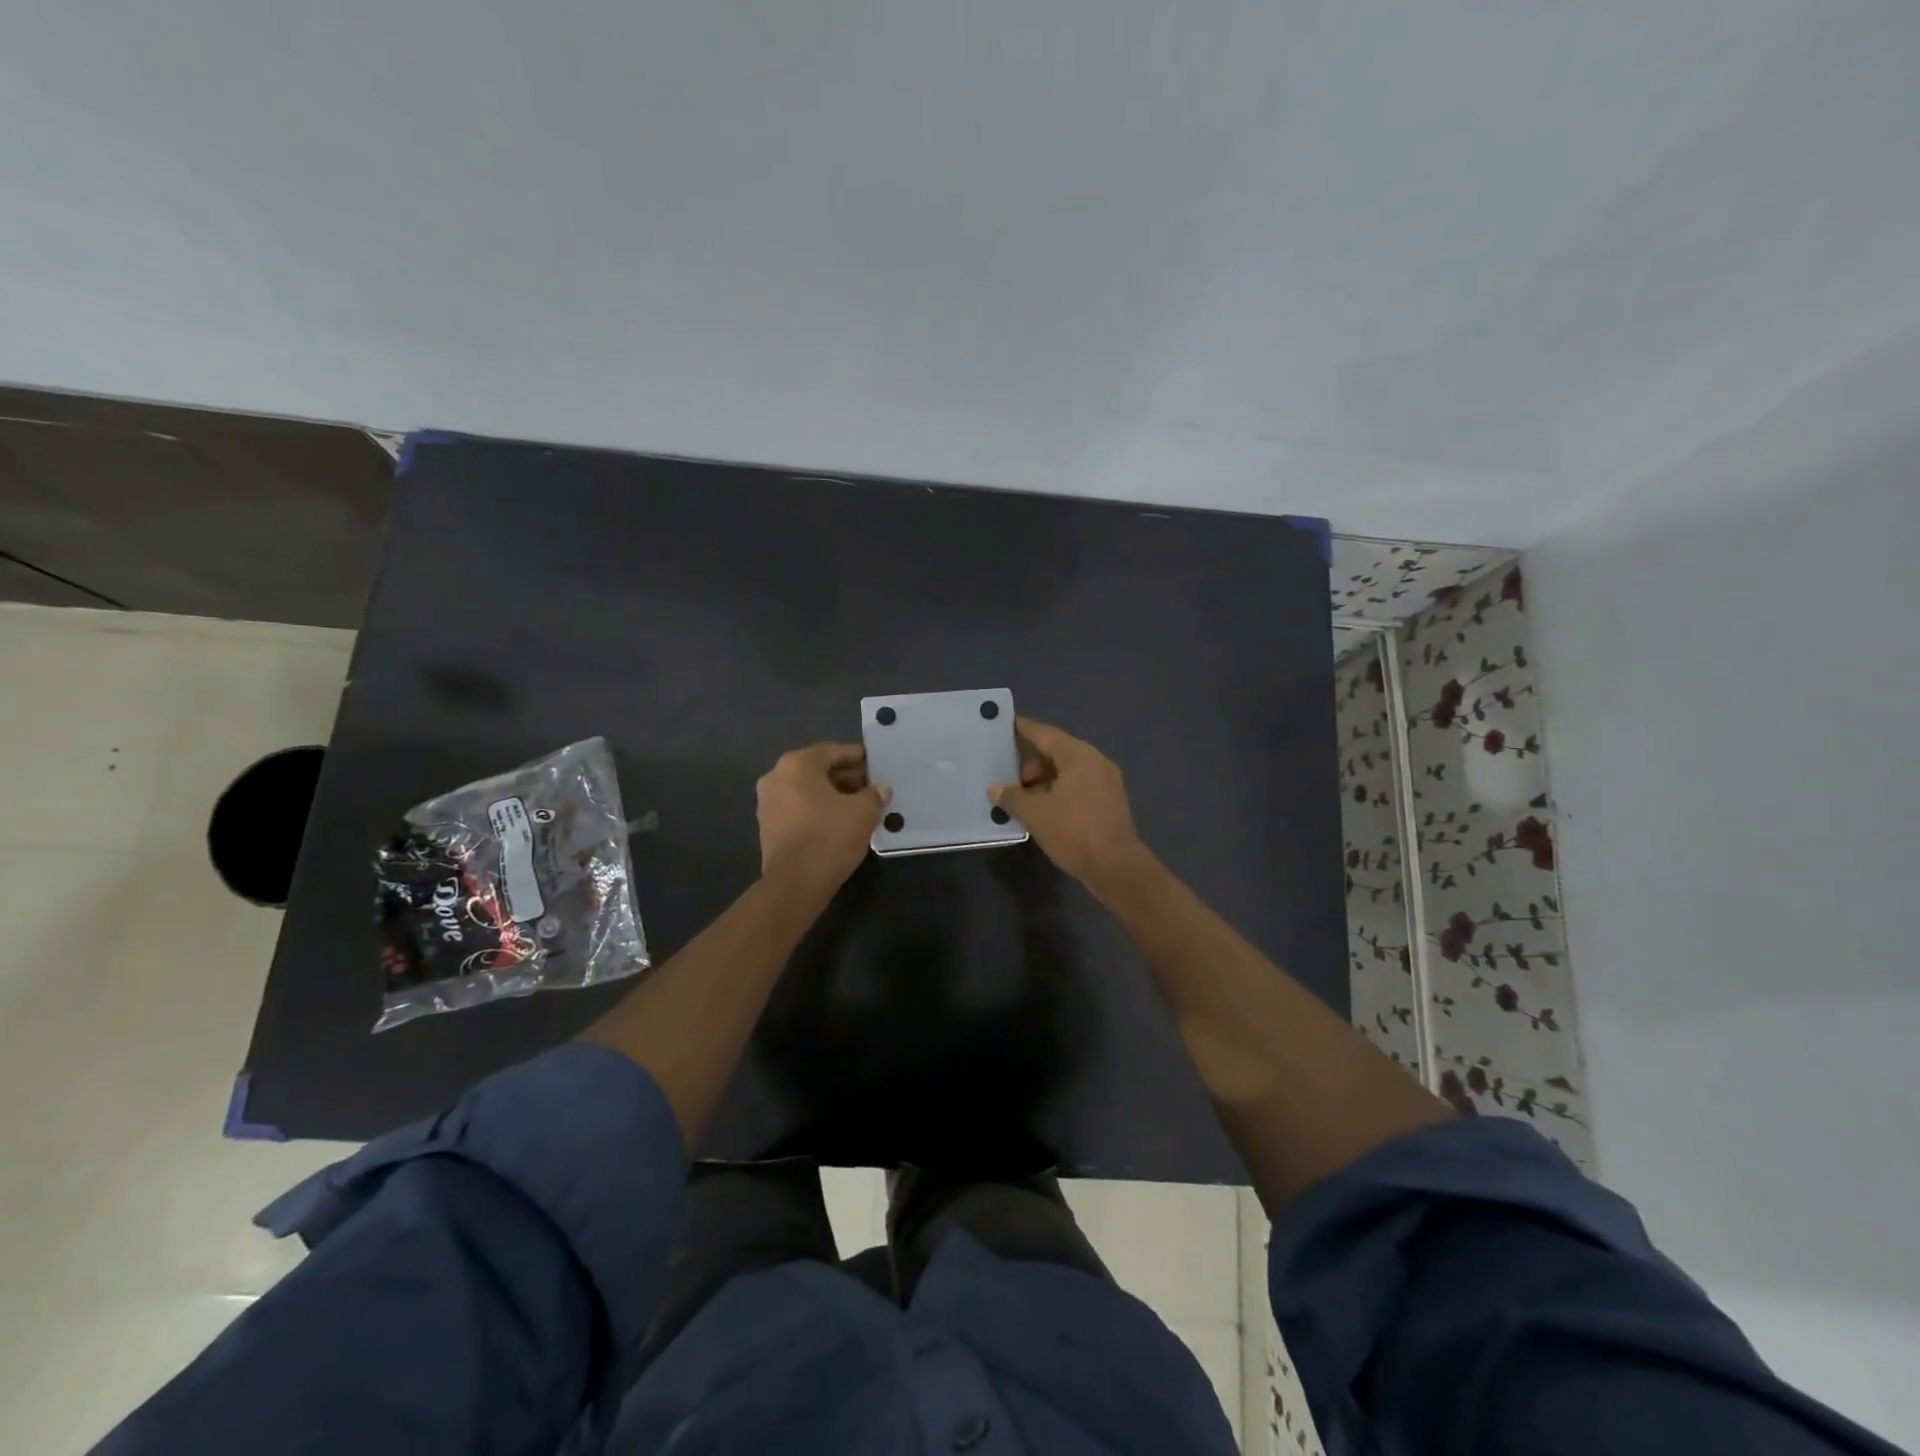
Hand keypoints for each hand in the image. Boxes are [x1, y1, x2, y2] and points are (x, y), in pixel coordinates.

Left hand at [756, 742, 889, 894]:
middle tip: (869, 786)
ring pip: (805, 789)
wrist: (795, 883)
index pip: (832, 751)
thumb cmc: (830, 836)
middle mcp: (776, 776)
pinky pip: (797, 807)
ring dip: (830, 793)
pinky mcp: (767, 826)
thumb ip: (874, 795)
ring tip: (856, 805)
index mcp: (797, 764)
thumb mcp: (863, 812)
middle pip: (816, 769)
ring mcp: (767, 802)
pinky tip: (837, 821)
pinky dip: (816, 808)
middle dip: (844, 776)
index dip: (856, 757)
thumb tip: (882, 789)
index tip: (873, 764)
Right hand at [990, 718, 1148, 890]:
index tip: (1001, 726)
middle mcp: (1095, 762)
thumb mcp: (1035, 813)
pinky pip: (1076, 787)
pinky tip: (1040, 810)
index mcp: (1078, 755)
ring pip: (1066, 772)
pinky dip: (1057, 793)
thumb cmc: (1074, 831)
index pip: (1044, 733)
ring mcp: (1106, 783)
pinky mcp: (1108, 803)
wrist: (1116, 868)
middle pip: (1056, 752)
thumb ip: (1012, 796)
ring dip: (1042, 781)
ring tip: (1020, 798)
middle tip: (1007, 779)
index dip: (1021, 729)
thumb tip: (995, 788)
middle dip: (1029, 763)